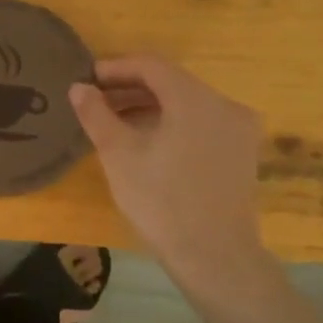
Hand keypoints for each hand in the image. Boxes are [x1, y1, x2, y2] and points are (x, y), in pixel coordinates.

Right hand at [69, 55, 266, 281]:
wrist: (215, 256)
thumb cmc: (162, 201)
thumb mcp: (119, 154)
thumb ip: (96, 114)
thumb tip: (79, 87)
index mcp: (194, 98)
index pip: (151, 65)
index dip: (116, 68)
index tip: (88, 79)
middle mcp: (224, 104)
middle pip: (171, 82)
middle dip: (131, 88)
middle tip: (97, 101)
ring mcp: (239, 129)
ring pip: (188, 103)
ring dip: (151, 107)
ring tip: (116, 123)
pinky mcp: (243, 153)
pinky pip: (202, 123)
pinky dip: (174, 123)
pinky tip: (149, 142)